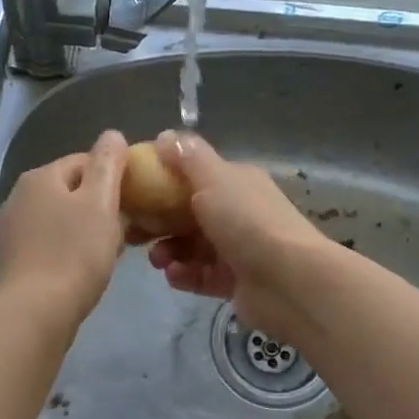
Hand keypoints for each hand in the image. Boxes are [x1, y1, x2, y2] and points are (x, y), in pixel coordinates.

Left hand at [0, 130, 127, 329]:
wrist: (35, 313)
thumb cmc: (74, 254)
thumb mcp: (100, 203)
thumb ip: (108, 164)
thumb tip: (112, 134)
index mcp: (40, 177)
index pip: (85, 162)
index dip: (114, 178)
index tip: (136, 202)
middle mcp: (18, 196)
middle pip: (71, 191)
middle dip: (99, 206)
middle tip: (126, 231)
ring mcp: (10, 229)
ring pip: (59, 219)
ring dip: (84, 229)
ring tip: (106, 253)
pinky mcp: (10, 259)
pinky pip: (47, 243)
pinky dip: (66, 250)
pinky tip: (81, 270)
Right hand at [143, 131, 333, 342]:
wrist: (287, 280)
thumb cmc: (246, 221)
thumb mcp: (214, 178)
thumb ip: (187, 157)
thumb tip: (164, 136)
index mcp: (235, 182)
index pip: (192, 177)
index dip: (160, 182)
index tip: (131, 193)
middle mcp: (237, 212)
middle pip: (187, 214)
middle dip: (158, 222)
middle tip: (133, 233)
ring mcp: (237, 249)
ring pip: (191, 246)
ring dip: (168, 250)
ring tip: (157, 260)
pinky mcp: (234, 282)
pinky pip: (200, 275)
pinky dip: (184, 274)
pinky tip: (173, 275)